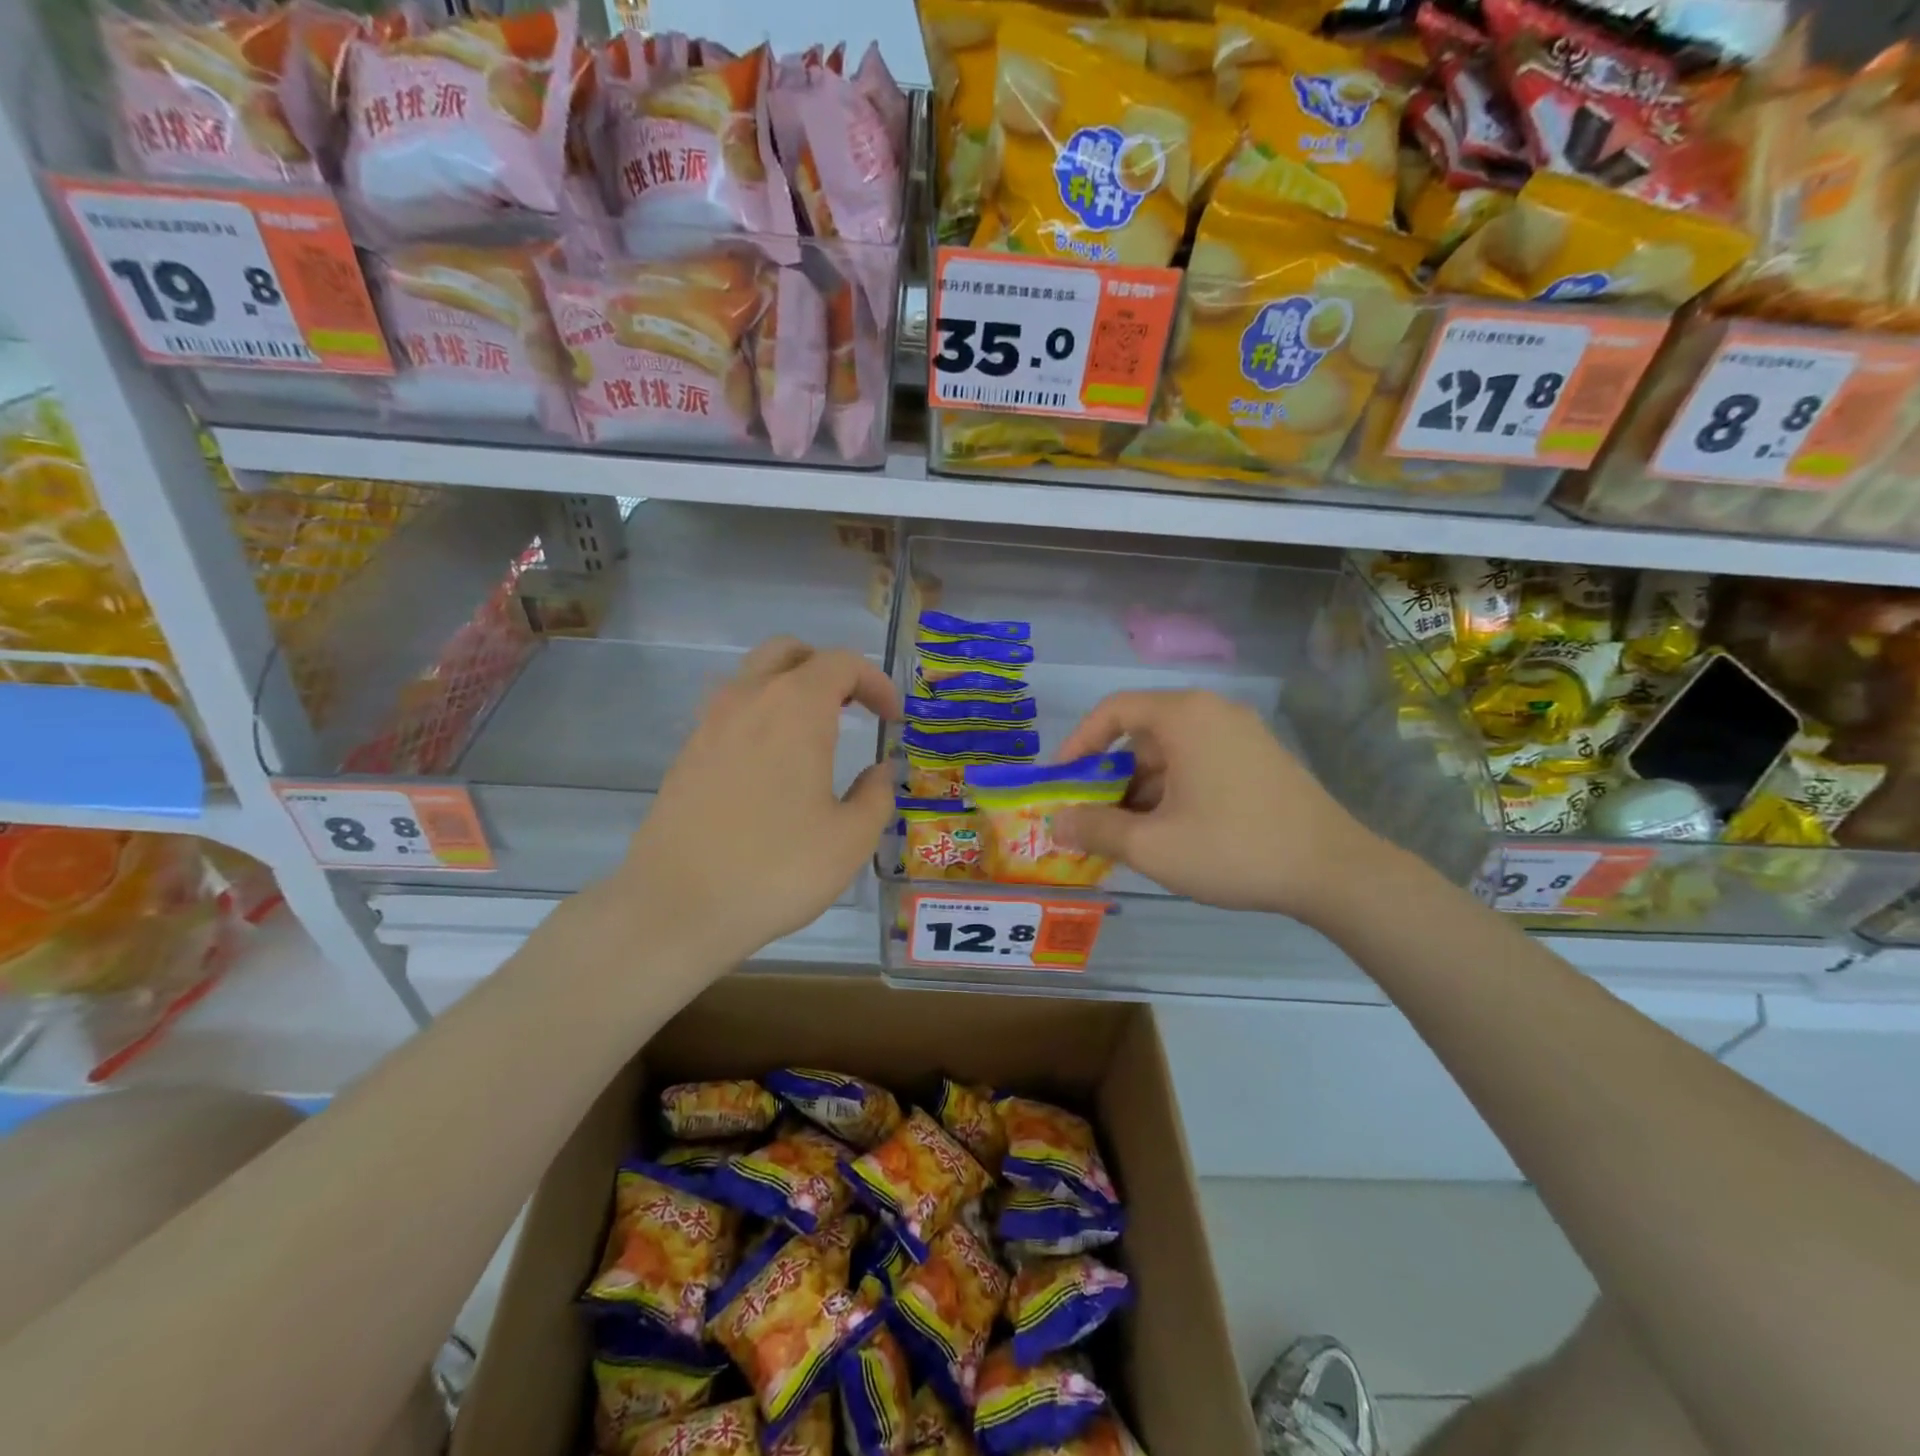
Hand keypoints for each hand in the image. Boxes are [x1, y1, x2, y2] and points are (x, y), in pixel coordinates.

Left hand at [616, 637, 898, 963]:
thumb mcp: (850, 840)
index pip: (841, 663)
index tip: (893, 719)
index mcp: (794, 708)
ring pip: (754, 677)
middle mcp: (748, 700)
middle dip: (828, 669)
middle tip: (853, 708)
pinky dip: (761, 718)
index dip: (876, 682)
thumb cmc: (776, 869)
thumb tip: (879, 772)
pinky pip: (731, 713)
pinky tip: (773, 768)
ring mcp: (709, 724)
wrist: (676, 907)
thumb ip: (876, 795)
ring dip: (790, 690)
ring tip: (815, 735)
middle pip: (789, 652)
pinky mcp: (687, 754)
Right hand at [1051, 690, 1379, 921]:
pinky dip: (1173, 791)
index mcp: (1184, 716)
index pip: (1113, 710)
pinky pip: (1198, 763)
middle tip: (1093, 818)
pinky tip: (1170, 833)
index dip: (1078, 744)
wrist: (1335, 871)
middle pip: (1141, 734)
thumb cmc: (1234, 848)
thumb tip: (1057, 822)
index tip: (1062, 782)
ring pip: (1170, 753)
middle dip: (1109, 777)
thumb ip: (1096, 829)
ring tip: (1129, 836)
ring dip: (1141, 789)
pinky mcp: (1260, 759)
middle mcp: (1212, 712)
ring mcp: (1241, 734)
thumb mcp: (1153, 845)